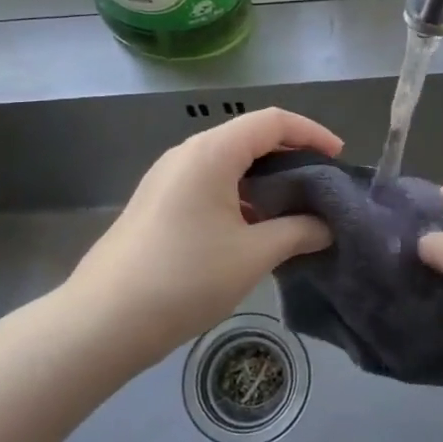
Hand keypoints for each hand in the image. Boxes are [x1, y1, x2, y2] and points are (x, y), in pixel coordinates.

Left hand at [65, 107, 341, 361]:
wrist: (103, 320)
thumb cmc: (185, 279)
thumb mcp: (252, 255)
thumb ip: (297, 232)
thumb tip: (326, 227)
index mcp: (212, 152)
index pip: (272, 121)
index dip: (311, 133)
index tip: (339, 158)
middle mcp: (187, 153)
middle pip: (249, 137)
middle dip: (290, 155)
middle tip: (321, 185)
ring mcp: (167, 177)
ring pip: (228, 161)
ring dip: (264, 177)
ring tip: (294, 208)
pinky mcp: (157, 201)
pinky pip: (208, 182)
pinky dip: (240, 192)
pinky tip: (254, 226)